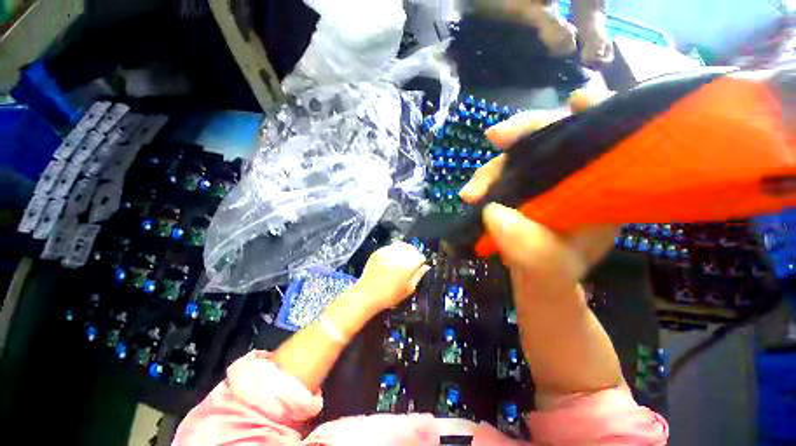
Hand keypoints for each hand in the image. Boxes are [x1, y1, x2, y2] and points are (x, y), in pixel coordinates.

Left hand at [356, 242, 430, 311]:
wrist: (367, 294)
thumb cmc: (390, 295)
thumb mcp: (409, 289)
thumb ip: (419, 275)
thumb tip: (426, 267)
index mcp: (408, 263)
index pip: (420, 256)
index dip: (421, 262)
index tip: (419, 267)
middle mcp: (398, 254)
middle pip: (411, 248)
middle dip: (413, 254)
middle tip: (411, 263)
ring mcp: (387, 251)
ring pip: (401, 245)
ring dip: (404, 251)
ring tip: (402, 260)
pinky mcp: (378, 252)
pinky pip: (390, 247)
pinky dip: (393, 251)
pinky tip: (391, 261)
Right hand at [459, 89, 617, 277]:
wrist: (531, 276)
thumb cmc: (552, 272)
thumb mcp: (550, 267)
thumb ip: (529, 248)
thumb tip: (494, 213)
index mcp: (602, 187)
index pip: (607, 137)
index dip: (597, 113)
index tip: (577, 101)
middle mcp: (573, 174)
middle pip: (554, 134)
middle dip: (525, 131)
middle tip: (495, 137)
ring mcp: (541, 178)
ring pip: (518, 155)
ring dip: (491, 169)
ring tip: (471, 195)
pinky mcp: (518, 184)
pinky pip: (500, 172)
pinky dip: (484, 181)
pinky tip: (471, 195)